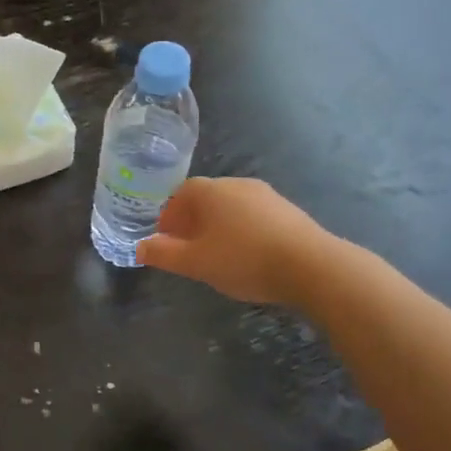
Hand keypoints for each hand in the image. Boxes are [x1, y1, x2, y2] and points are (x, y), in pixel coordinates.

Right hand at [137, 177, 334, 304]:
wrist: (311, 266)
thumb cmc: (243, 259)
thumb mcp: (195, 262)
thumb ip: (163, 254)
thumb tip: (140, 247)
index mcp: (211, 190)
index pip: (180, 193)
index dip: (169, 215)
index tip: (166, 239)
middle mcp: (237, 184)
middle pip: (206, 199)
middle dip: (192, 222)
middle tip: (188, 250)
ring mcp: (267, 196)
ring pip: (231, 208)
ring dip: (219, 227)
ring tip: (217, 256)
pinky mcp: (288, 211)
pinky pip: (254, 217)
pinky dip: (243, 232)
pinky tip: (247, 256)